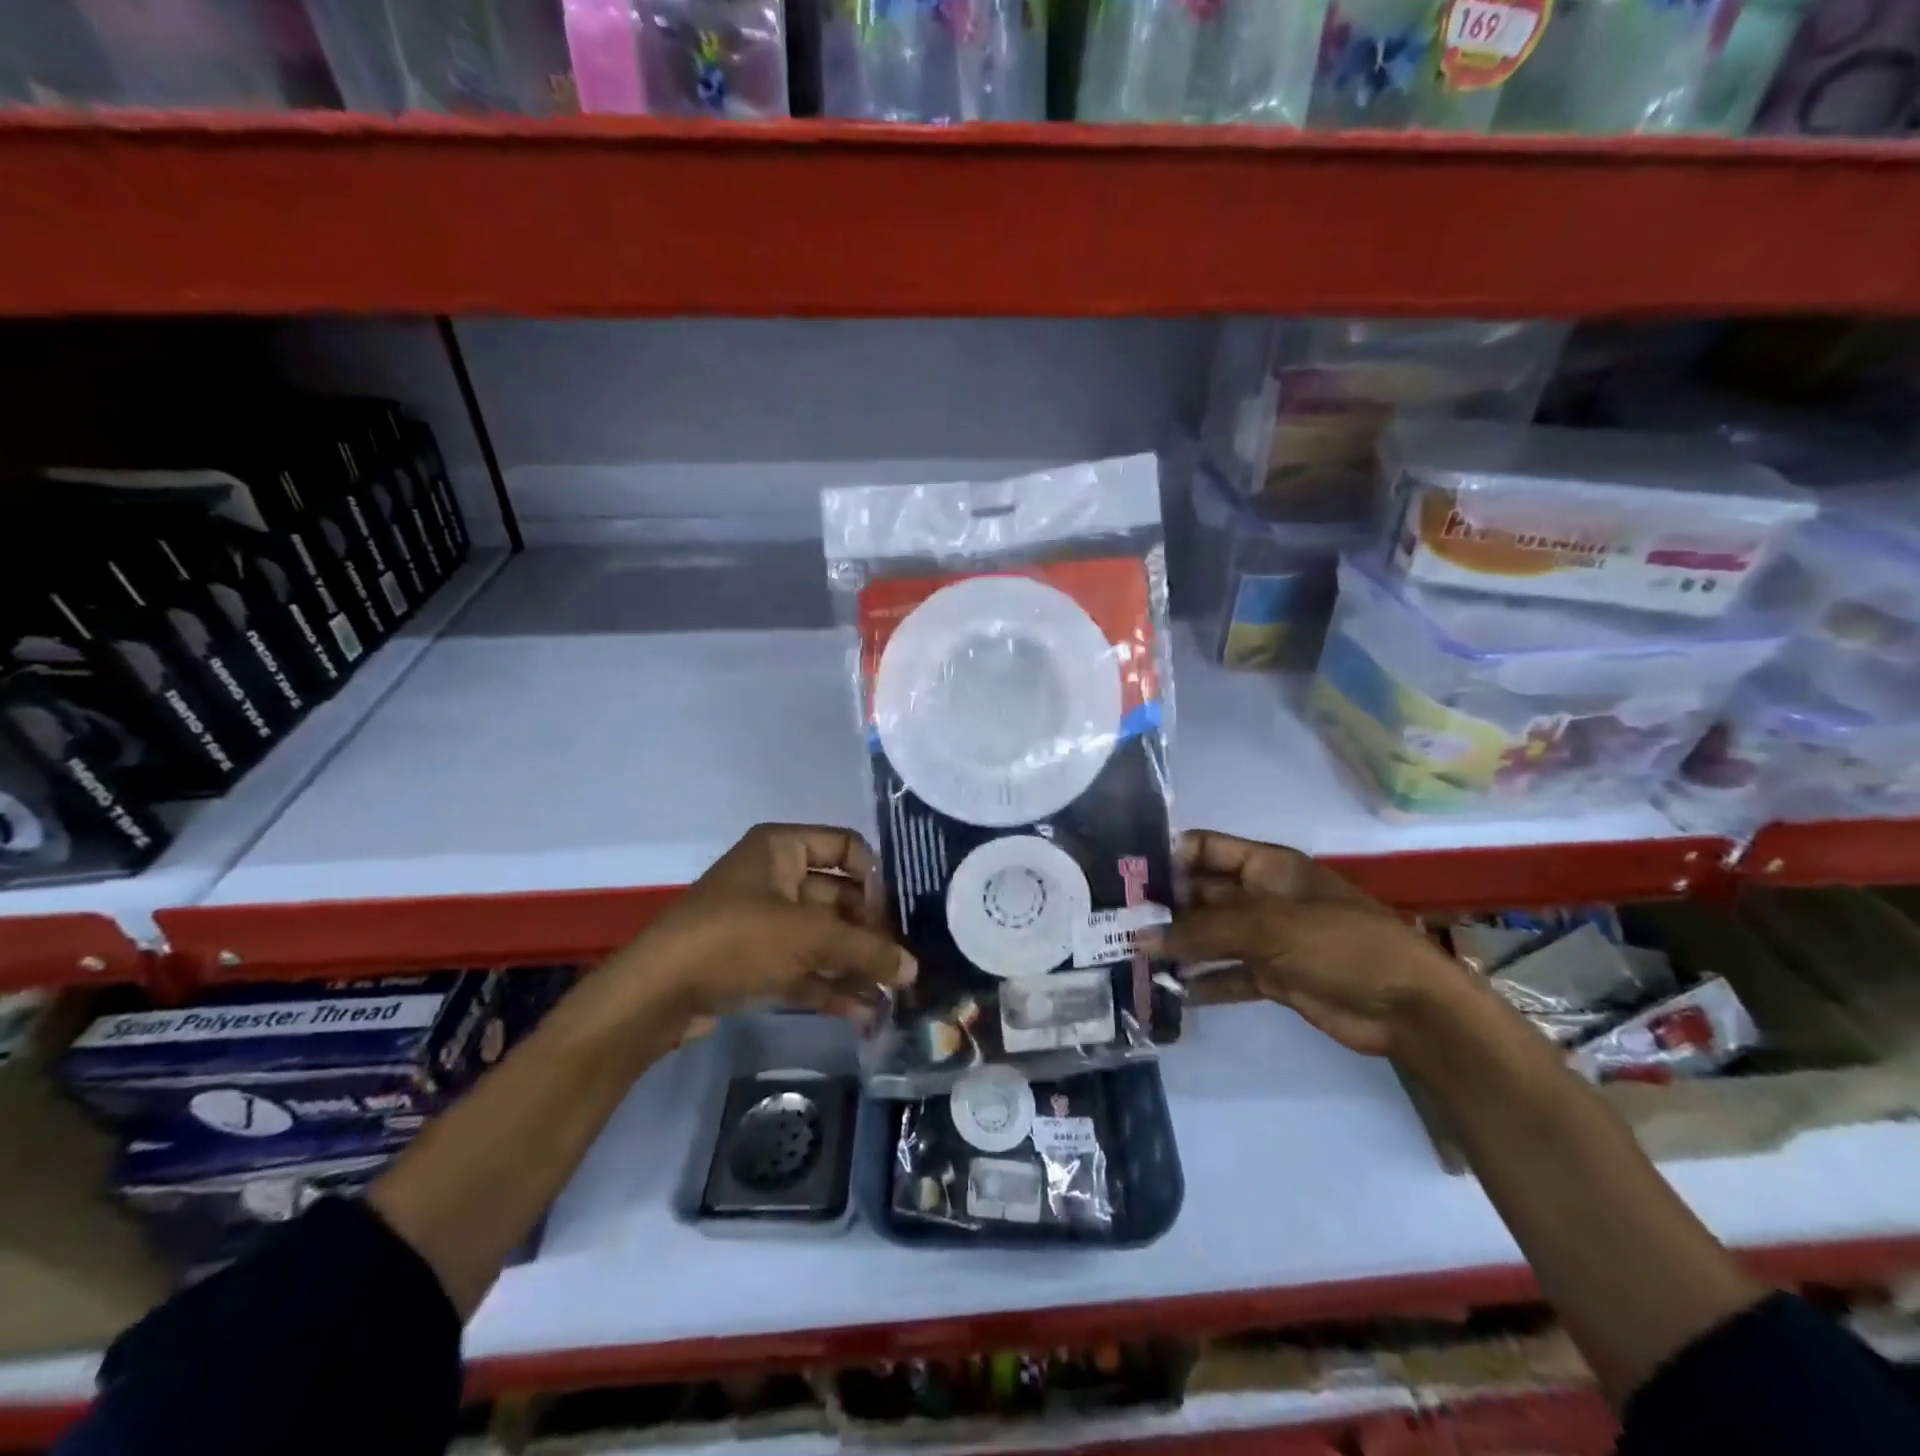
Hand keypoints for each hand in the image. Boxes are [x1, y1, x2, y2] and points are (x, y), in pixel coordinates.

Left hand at [599, 823, 915, 1031]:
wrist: (657, 993)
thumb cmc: (736, 939)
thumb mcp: (807, 937)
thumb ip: (866, 949)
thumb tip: (914, 969)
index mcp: (783, 847)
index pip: (847, 847)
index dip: (875, 879)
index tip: (894, 917)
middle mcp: (776, 877)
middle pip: (839, 897)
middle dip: (871, 931)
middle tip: (901, 964)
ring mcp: (766, 921)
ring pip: (824, 936)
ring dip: (855, 963)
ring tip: (891, 995)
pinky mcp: (756, 960)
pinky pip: (804, 966)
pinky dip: (831, 985)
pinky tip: (864, 1012)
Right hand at [1144, 830, 1468, 1058]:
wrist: (1408, 1007)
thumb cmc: (1340, 944)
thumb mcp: (1268, 927)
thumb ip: (1201, 932)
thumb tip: (1139, 939)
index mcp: (1266, 866)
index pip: (1204, 848)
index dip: (1165, 856)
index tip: (1122, 876)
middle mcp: (1261, 896)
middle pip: (1200, 895)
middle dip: (1162, 907)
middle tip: (1112, 924)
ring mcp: (1267, 938)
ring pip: (1210, 936)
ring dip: (1177, 946)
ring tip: (1128, 959)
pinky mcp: (1273, 977)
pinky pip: (1226, 974)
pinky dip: (1201, 982)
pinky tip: (1167, 992)